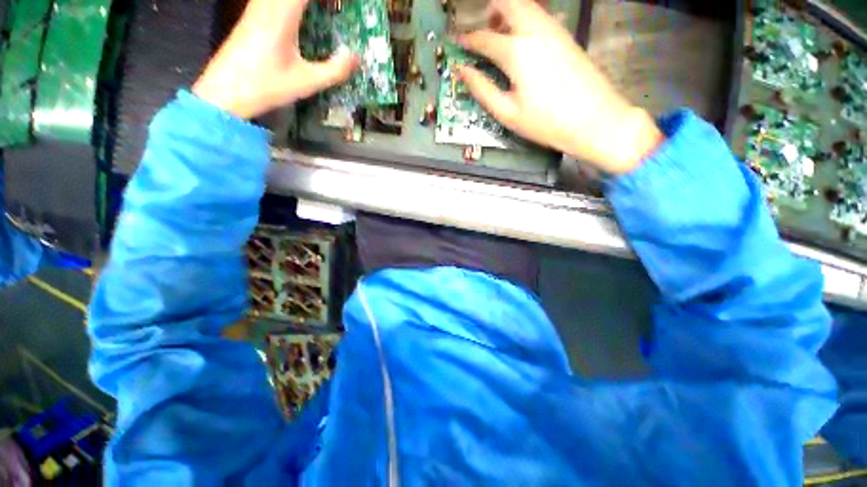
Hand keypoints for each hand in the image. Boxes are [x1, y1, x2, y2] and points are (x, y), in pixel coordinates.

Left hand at [193, 0, 358, 118]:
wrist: (224, 91)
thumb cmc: (266, 86)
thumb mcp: (306, 82)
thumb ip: (335, 70)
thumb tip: (357, 58)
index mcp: (282, 15)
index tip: (343, 5)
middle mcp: (267, 4)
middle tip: (335, 8)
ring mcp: (256, 8)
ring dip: (305, 2)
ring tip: (324, 9)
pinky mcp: (252, 15)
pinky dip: (293, 4)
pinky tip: (303, 14)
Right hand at [457, 0, 662, 173]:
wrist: (593, 119)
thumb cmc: (545, 122)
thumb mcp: (507, 112)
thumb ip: (482, 89)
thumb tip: (462, 71)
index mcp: (516, 51)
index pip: (483, 37)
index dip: (466, 40)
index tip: (455, 42)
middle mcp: (534, 30)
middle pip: (507, 2)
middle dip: (488, 10)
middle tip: (480, 31)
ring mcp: (553, 29)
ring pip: (525, 4)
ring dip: (506, 12)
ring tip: (497, 36)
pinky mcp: (565, 34)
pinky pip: (538, 14)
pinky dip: (522, 19)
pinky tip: (520, 42)